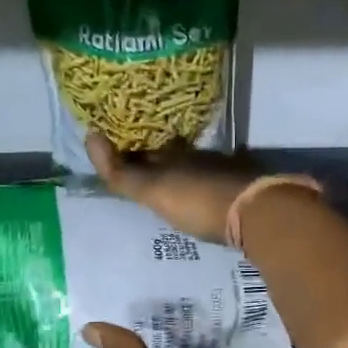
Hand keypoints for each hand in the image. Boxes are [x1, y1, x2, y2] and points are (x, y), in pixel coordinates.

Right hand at [86, 133, 261, 243]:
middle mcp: (198, 156)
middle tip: (144, 168)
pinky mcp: (245, 186)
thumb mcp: (154, 191)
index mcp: (174, 155)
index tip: (119, 152)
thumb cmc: (198, 200)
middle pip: (173, 156)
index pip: (146, 149)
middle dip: (158, 160)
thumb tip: (90, 136)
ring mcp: (225, 169)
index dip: (131, 151)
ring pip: (197, 166)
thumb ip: (122, 173)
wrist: (257, 211)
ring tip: (173, 183)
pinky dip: (208, 183)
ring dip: (184, 171)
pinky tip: (208, 192)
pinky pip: (220, 179)